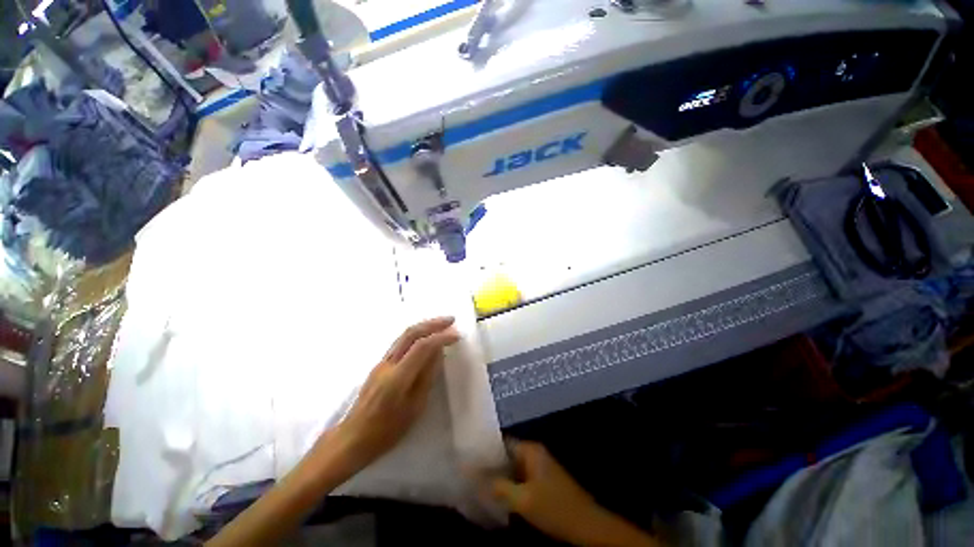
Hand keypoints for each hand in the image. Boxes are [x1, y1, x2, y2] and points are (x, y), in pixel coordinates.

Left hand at [334, 317, 459, 468]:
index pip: (422, 347)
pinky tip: (425, 335)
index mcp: (398, 377)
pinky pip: (400, 342)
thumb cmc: (386, 431)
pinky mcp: (379, 364)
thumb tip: (438, 354)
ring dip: (424, 325)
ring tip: (441, 323)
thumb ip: (426, 377)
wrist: (352, 438)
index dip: (441, 338)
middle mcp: (388, 364)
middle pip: (411, 333)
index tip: (457, 335)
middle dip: (433, 323)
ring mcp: (381, 362)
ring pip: (404, 335)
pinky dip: (416, 334)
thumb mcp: (414, 408)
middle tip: (451, 319)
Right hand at [487, 441, 659, 546]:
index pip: (502, 441)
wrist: (586, 525)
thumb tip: (474, 476)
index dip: (485, 449)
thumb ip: (498, 487)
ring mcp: (539, 467)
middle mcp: (534, 453)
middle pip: (506, 454)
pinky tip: (496, 494)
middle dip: (490, 464)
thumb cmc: (554, 507)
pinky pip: (520, 477)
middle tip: (470, 473)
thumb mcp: (522, 499)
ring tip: (477, 484)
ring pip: (512, 467)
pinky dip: (508, 484)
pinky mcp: (542, 481)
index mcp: (530, 450)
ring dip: (499, 475)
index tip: (468, 457)